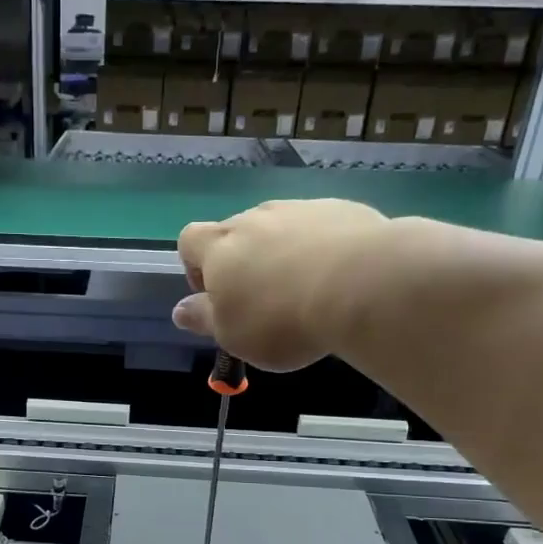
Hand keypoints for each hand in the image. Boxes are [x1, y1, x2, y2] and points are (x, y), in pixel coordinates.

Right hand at [173, 200, 393, 370]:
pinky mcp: (342, 210)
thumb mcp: (232, 334)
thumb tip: (179, 310)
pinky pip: (320, 228)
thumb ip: (203, 319)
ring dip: (282, 253)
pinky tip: (339, 278)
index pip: (188, 240)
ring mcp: (300, 209)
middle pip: (236, 232)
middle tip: (264, 302)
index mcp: (219, 247)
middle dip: (243, 262)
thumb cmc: (281, 318)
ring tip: (305, 290)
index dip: (194, 267)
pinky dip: (321, 249)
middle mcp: (255, 218)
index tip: (215, 297)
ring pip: (279, 228)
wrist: (363, 285)